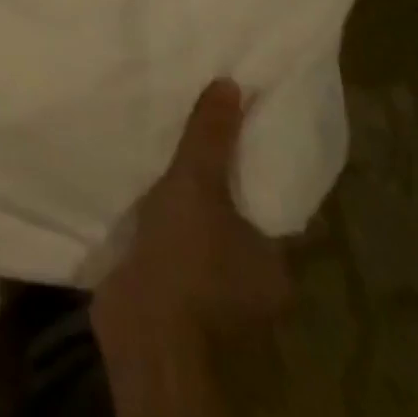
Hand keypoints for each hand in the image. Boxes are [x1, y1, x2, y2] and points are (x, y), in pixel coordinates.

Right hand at [91, 80, 289, 356]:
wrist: (144, 331)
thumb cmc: (187, 258)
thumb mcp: (198, 184)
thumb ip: (212, 137)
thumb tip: (232, 85)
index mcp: (274, 262)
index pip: (274, 208)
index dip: (256, 172)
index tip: (239, 137)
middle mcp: (253, 285)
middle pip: (236, 222)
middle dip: (217, 189)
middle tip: (195, 142)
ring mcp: (213, 298)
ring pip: (204, 239)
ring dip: (186, 211)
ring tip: (165, 164)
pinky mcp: (176, 300)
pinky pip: (174, 252)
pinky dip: (163, 230)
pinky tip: (143, 200)